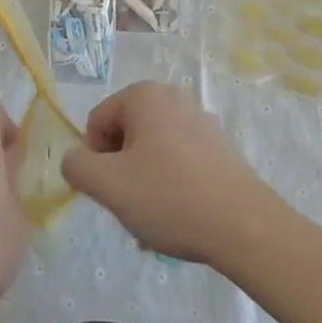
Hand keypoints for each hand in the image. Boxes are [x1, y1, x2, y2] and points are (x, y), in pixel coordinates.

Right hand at [61, 81, 275, 263]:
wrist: (245, 227)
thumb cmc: (169, 196)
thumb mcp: (107, 184)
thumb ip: (76, 165)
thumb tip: (76, 160)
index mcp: (144, 95)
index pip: (97, 122)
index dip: (94, 158)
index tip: (109, 189)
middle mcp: (174, 98)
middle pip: (125, 136)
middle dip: (120, 172)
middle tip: (130, 206)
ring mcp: (201, 122)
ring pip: (151, 154)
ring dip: (143, 185)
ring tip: (154, 221)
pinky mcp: (221, 149)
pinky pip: (179, 164)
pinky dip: (170, 187)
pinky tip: (178, 221)